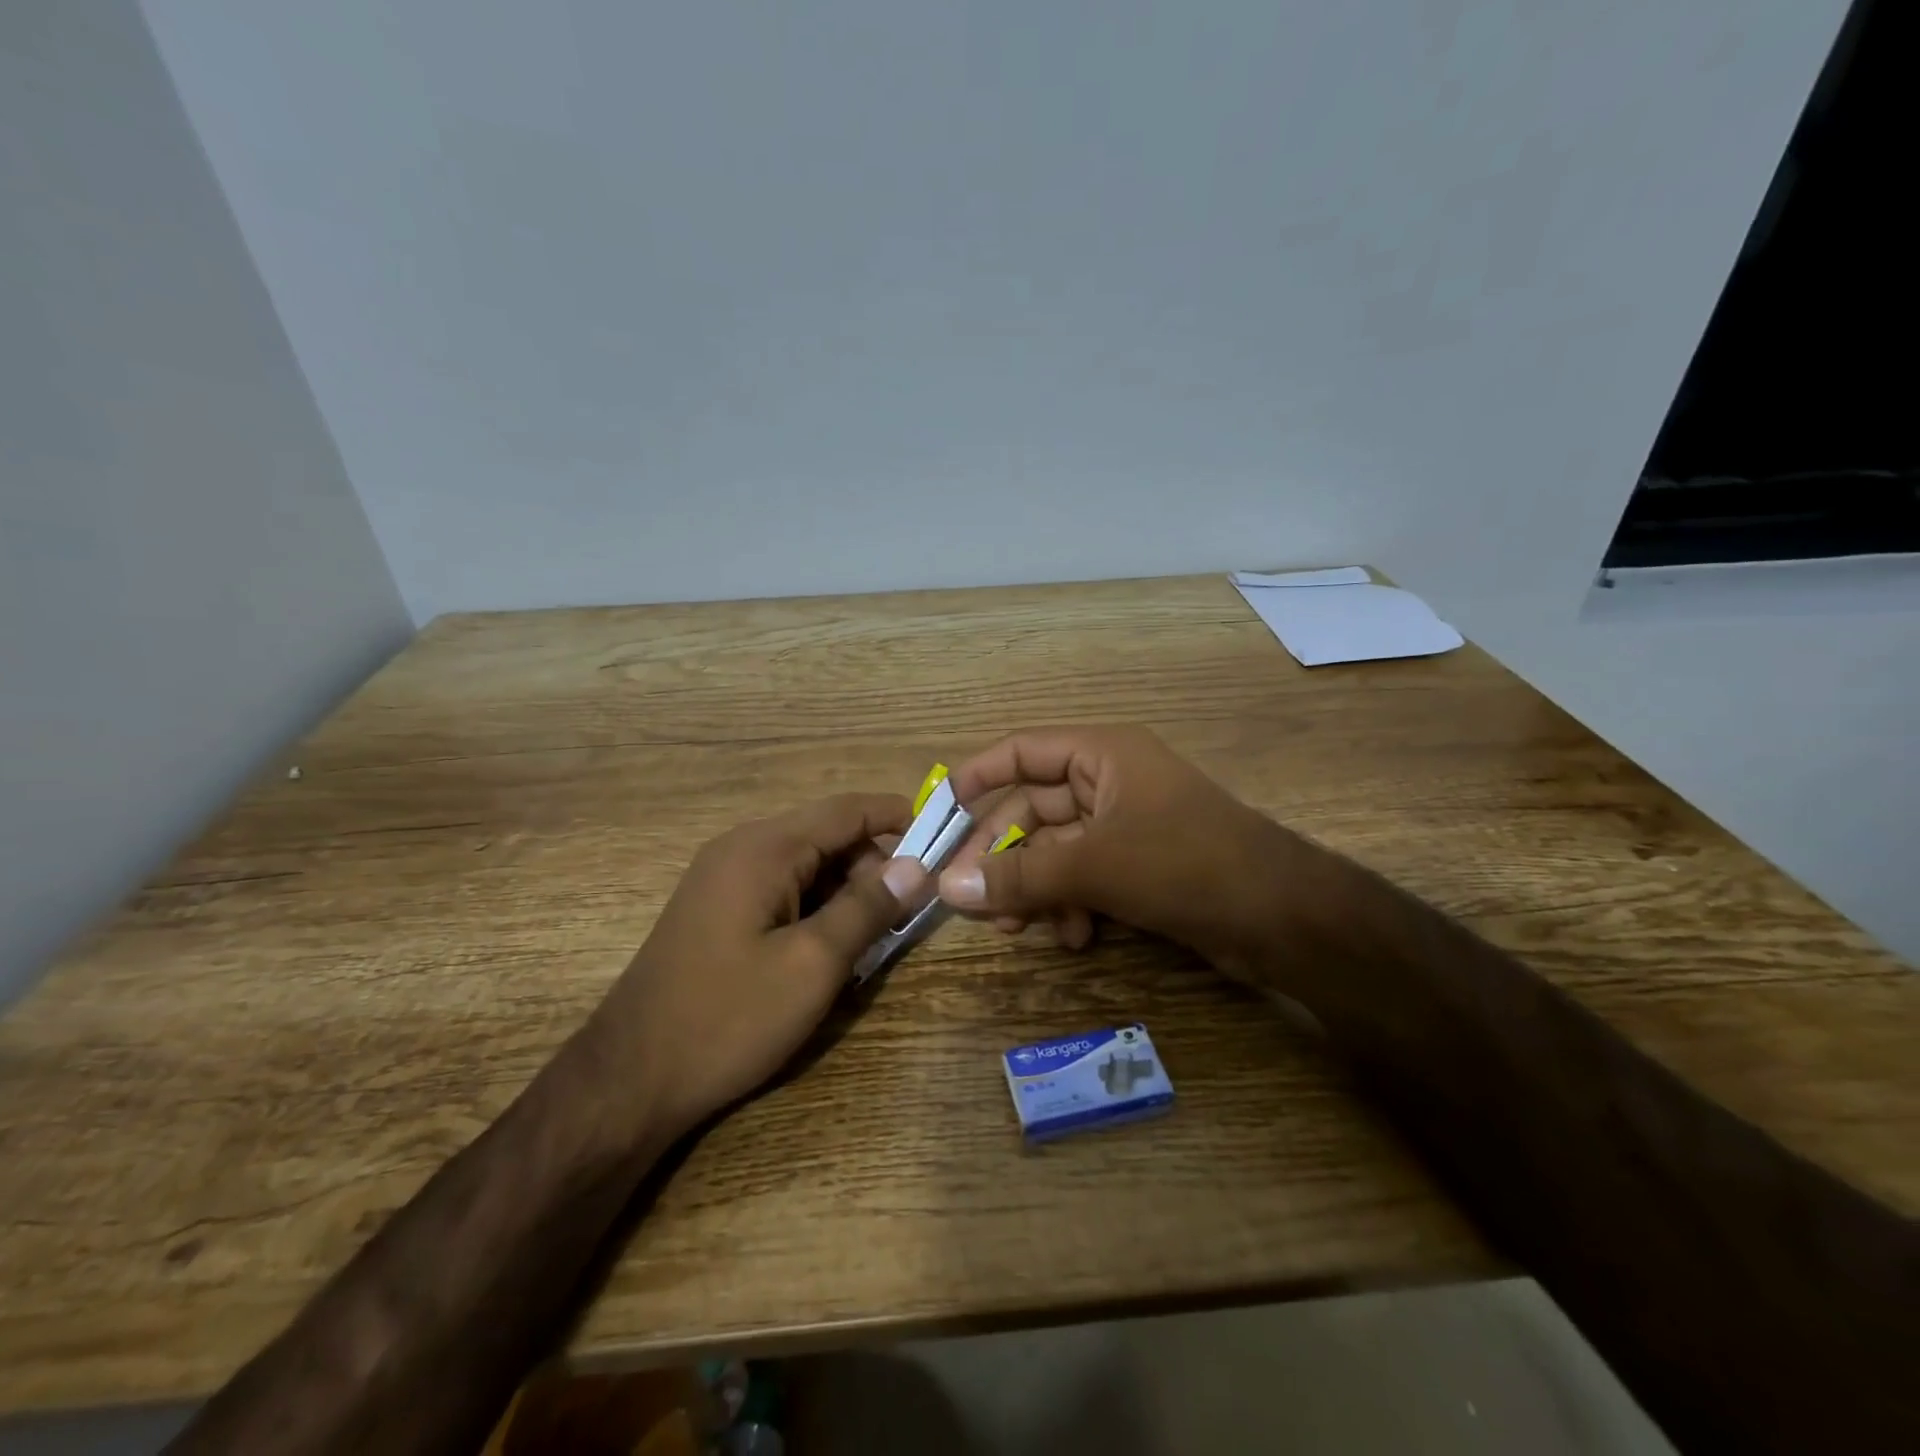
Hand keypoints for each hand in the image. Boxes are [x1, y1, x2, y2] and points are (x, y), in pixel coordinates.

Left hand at [589, 794, 925, 1140]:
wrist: (628, 1080)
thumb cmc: (728, 1017)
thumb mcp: (812, 964)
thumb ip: (868, 908)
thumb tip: (916, 865)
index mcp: (764, 848)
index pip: (847, 810)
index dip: (899, 817)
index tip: (944, 840)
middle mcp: (741, 849)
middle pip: (827, 836)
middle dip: (874, 864)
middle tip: (910, 910)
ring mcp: (723, 878)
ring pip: (806, 866)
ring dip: (846, 891)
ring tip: (875, 936)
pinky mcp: (717, 909)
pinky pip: (782, 890)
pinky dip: (816, 907)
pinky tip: (830, 948)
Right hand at [937, 727, 1297, 978]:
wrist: (1281, 916)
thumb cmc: (1185, 863)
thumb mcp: (1094, 867)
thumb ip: (1019, 877)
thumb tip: (947, 889)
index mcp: (1102, 755)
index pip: (1022, 751)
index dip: (978, 777)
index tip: (940, 813)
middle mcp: (1110, 782)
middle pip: (1033, 810)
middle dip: (1003, 856)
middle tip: (970, 899)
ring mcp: (1126, 826)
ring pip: (1055, 851)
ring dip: (1034, 888)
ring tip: (1019, 929)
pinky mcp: (1139, 866)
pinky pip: (1083, 877)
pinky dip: (1069, 904)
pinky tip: (1072, 937)